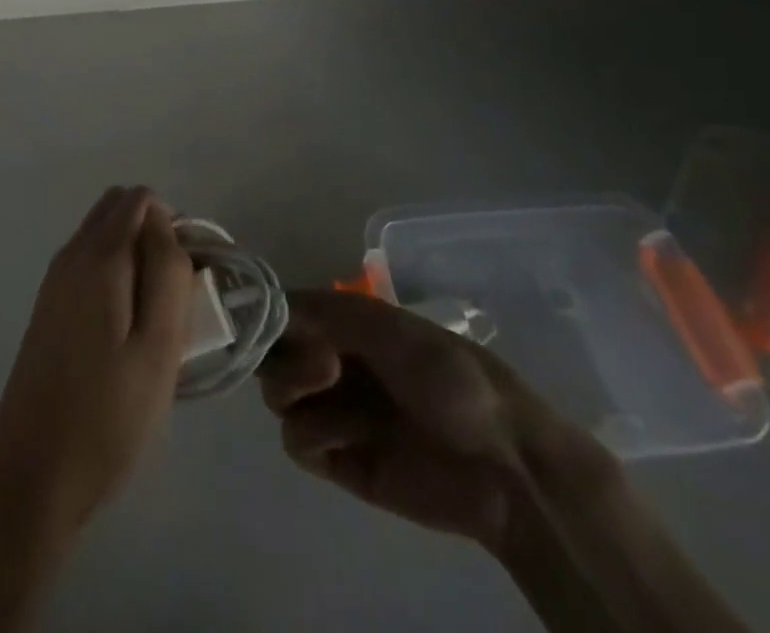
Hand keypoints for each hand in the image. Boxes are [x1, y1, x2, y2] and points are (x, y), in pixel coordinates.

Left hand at [0, 186, 194, 538]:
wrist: (31, 473)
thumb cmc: (106, 416)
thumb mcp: (158, 347)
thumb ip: (167, 273)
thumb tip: (166, 224)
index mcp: (98, 256)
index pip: (140, 199)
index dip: (173, 225)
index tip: (191, 277)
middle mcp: (71, 255)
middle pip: (118, 209)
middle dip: (154, 234)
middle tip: (178, 295)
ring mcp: (55, 280)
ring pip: (103, 236)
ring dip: (136, 256)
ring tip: (158, 320)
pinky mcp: (49, 307)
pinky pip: (88, 264)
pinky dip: (115, 275)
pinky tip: (128, 333)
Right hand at [258, 290, 611, 550]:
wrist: (502, 465)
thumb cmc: (449, 377)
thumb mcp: (388, 327)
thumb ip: (324, 311)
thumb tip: (267, 304)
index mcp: (343, 326)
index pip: (283, 314)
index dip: (268, 318)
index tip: (269, 324)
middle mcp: (331, 364)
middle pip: (272, 357)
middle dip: (284, 358)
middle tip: (323, 366)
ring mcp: (334, 413)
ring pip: (277, 398)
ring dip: (296, 392)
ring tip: (334, 394)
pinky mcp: (339, 462)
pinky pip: (297, 444)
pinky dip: (313, 435)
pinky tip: (349, 437)